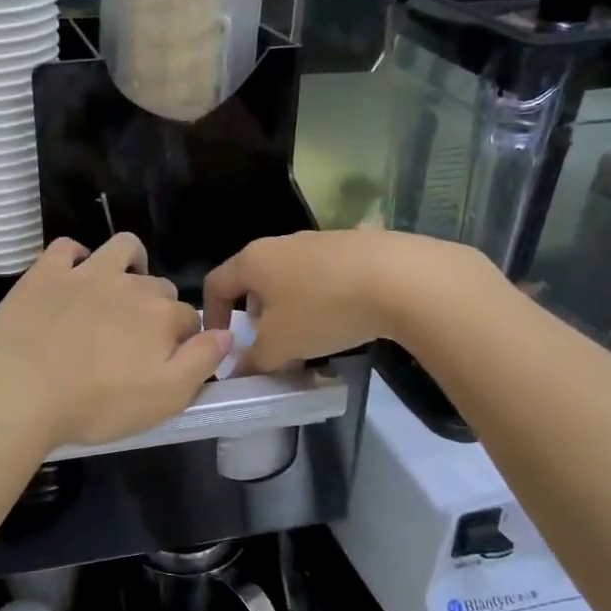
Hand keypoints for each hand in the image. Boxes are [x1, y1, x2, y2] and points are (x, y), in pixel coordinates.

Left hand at [0, 234, 230, 449]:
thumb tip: (227, 333)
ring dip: (129, 263)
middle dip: (156, 307)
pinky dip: (76, 257)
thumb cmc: (96, 404)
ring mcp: (86, 273)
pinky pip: (68, 247)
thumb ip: (202, 362)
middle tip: (135, 341)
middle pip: (158, 287)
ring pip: (122, 248)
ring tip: (118, 289)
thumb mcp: (165, 398)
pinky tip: (72, 277)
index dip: (185, 340)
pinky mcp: (46, 272)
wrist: (20, 390)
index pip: (190, 318)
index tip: (168, 362)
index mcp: (161, 315)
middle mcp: (130, 284)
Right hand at [204, 230, 487, 373]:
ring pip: (289, 277)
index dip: (211, 315)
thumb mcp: (280, 346)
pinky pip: (322, 274)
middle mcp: (281, 243)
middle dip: (255, 314)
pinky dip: (320, 297)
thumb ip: (252, 360)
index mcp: (253, 260)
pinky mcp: (353, 245)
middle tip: (267, 345)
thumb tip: (236, 370)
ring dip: (288, 307)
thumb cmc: (323, 310)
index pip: (216, 283)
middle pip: (253, 279)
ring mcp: (319, 240)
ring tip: (307, 336)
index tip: (223, 344)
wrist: (400, 278)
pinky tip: (342, 319)